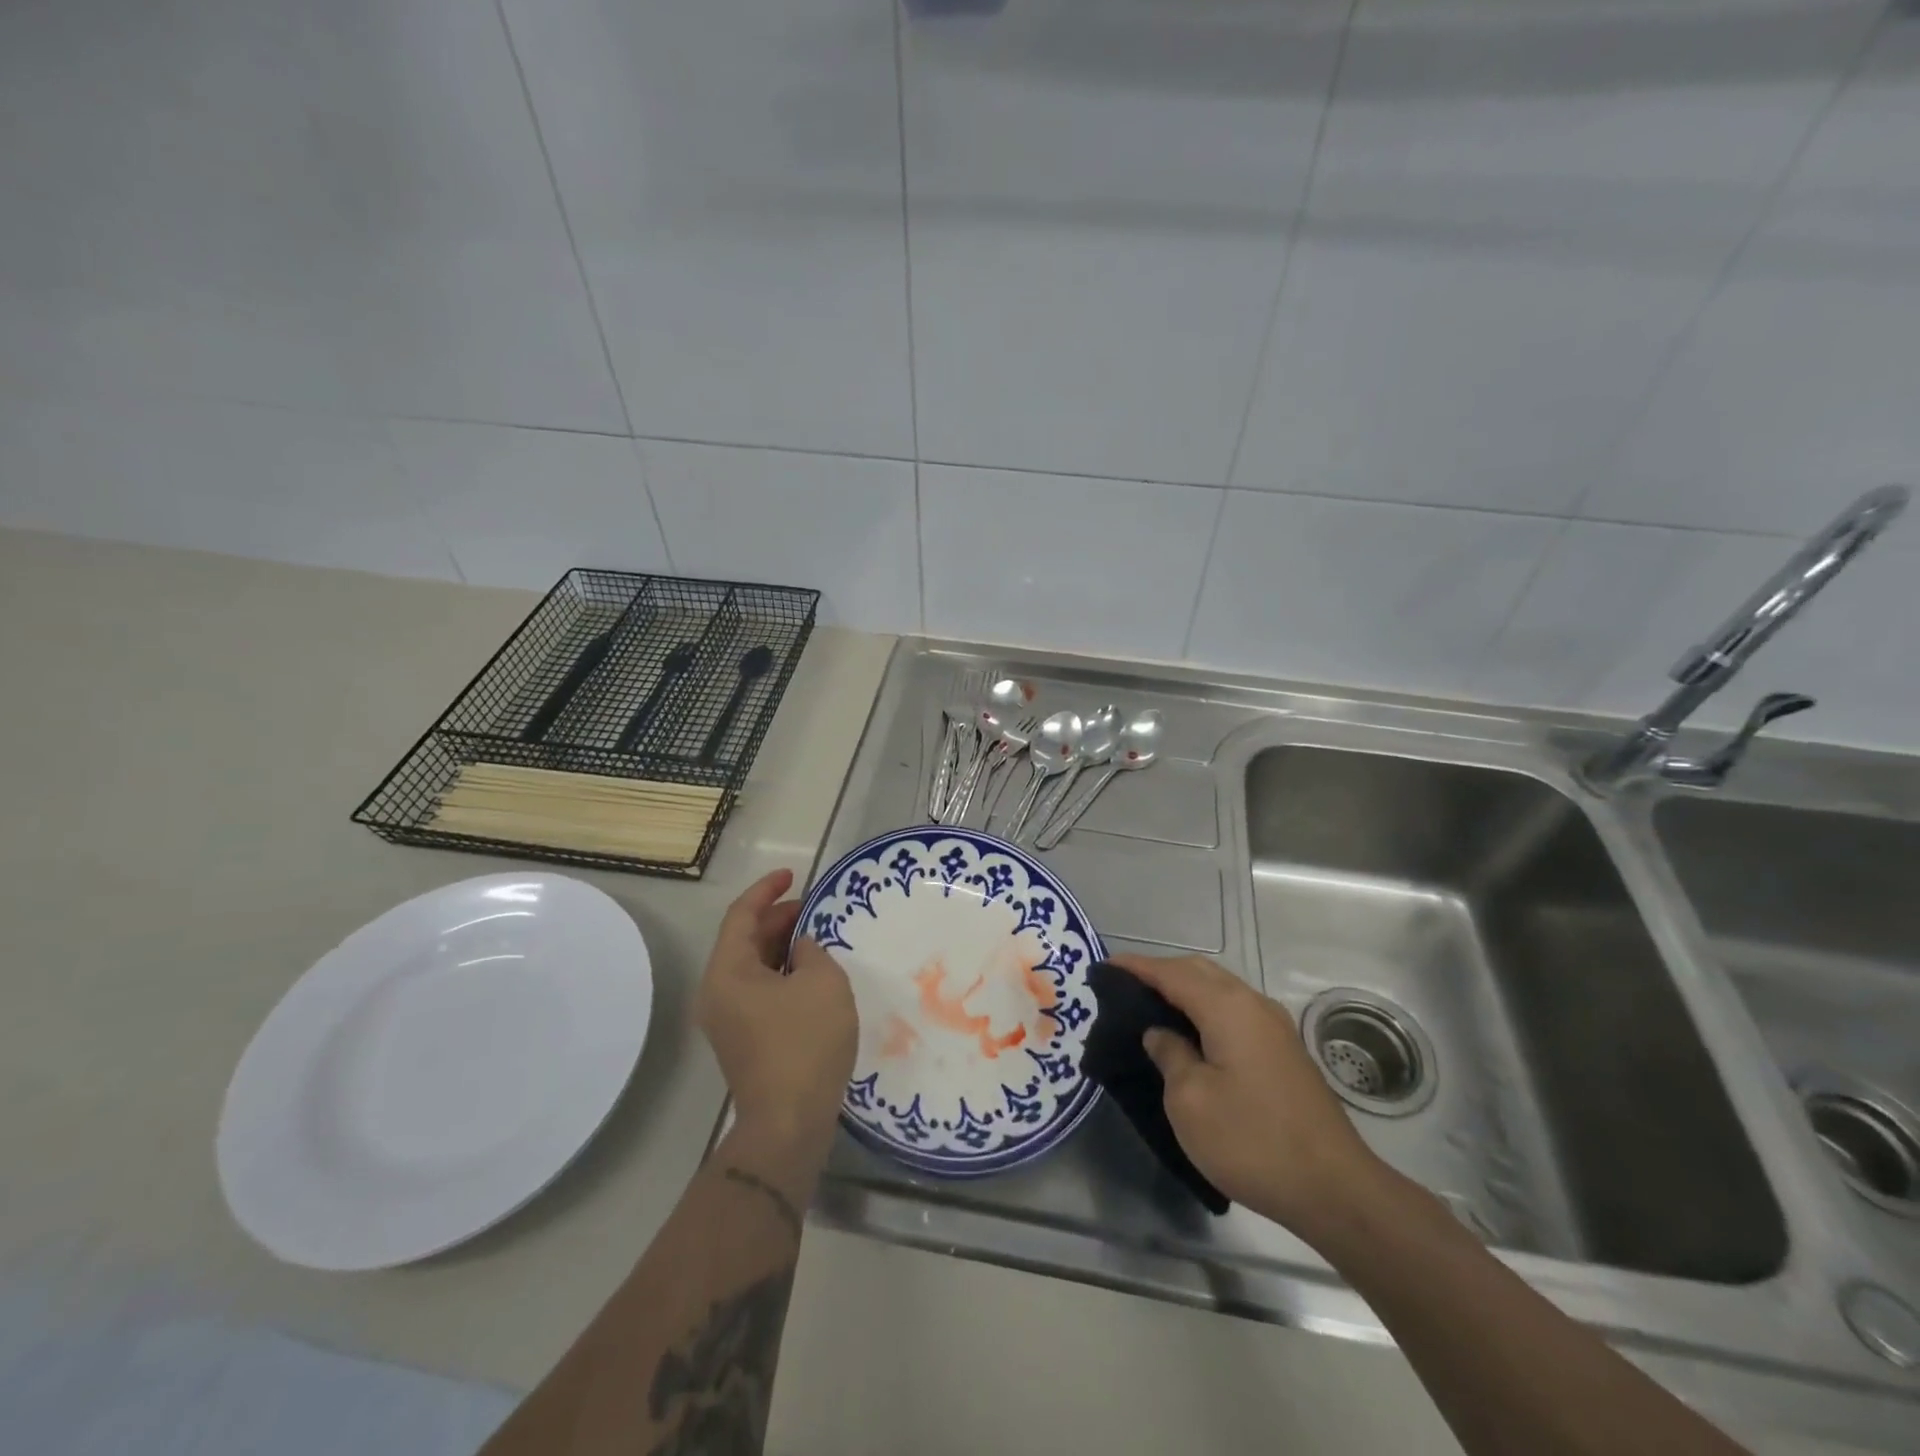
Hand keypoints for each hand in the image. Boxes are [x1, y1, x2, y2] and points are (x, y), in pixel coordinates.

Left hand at [696, 869, 856, 1150]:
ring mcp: (728, 1019)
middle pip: (743, 940)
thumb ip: (811, 951)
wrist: (788, 1123)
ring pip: (752, 967)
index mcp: (727, 972)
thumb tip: (800, 950)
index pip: (741, 915)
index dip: (767, 890)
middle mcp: (718, 992)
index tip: (792, 875)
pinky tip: (811, 974)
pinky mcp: (744, 1040)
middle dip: (776, 918)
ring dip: (780, 946)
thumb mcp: (821, 981)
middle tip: (812, 906)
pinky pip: (759, 990)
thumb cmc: (805, 1042)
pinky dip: (781, 973)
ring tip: (815, 935)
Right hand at [1112, 953, 1386, 1240]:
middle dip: (1160, 972)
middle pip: (1198, 971)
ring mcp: (1274, 1027)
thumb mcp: (1190, 1101)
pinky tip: (1190, 1034)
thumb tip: (1160, 1033)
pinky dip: (1205, 1009)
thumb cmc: (1252, 1141)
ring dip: (1184, 990)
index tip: (1104, 967)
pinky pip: (1234, 1011)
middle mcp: (1253, 1004)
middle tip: (1123, 987)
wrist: (1335, 1190)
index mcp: (1227, 1008)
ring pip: (1219, 989)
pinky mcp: (1284, 1051)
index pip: (1171, 973)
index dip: (1136, 967)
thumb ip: (1169, 1055)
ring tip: (1150, 1008)